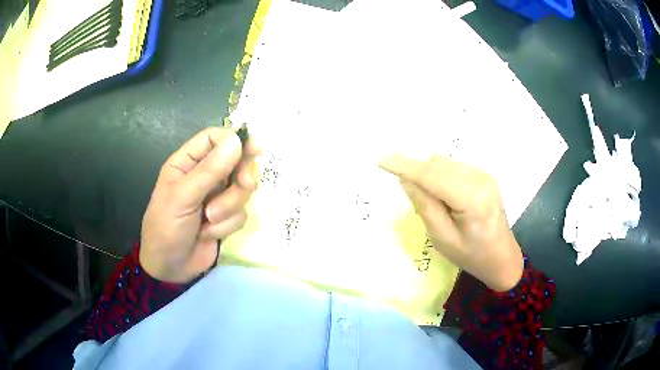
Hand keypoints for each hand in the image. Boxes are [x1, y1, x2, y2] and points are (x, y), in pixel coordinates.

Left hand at [140, 127, 258, 282]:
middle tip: (244, 185)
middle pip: (236, 161)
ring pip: (241, 189)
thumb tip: (237, 141)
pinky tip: (208, 234)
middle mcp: (204, 176)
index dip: (235, 140)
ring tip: (208, 220)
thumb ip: (209, 170)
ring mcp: (216, 197)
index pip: (214, 138)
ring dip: (228, 207)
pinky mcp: (226, 217)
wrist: (170, 269)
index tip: (255, 149)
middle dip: (240, 177)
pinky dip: (226, 225)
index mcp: (186, 163)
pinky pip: (241, 212)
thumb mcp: (183, 197)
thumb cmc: (166, 228)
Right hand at [379, 154, 522, 291]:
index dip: (405, 166)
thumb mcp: (443, 238)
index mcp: (472, 198)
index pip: (432, 175)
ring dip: (429, 175)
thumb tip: (406, 180)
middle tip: (414, 201)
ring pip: (444, 163)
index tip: (381, 160)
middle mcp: (479, 178)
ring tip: (435, 205)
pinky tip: (444, 197)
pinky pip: (453, 167)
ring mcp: (483, 174)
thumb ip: (424, 206)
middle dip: (417, 174)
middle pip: (437, 165)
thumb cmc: (472, 256)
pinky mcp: (483, 175)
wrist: (502, 257)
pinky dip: (440, 176)